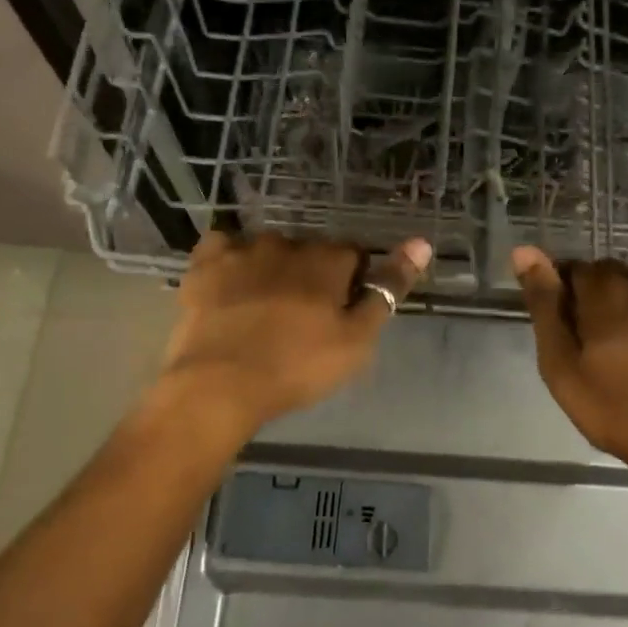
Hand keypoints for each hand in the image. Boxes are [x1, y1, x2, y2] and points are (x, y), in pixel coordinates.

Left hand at [160, 231, 430, 431]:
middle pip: (309, 251)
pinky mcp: (204, 265)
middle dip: (310, 275)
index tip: (342, 310)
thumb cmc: (298, 366)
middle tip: (302, 317)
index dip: (351, 281)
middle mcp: (287, 244)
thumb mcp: (358, 337)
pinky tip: (227, 283)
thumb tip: (422, 243)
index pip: (352, 255)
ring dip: (270, 268)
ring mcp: (242, 251)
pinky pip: (221, 247)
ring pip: (266, 249)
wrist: (221, 383)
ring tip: (262, 306)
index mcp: (327, 259)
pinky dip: (227, 260)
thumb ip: (388, 289)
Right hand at [512, 245, 627, 465]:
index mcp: (607, 292)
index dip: (570, 292)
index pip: (579, 269)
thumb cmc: (615, 410)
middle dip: (606, 293)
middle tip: (604, 335)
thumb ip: (544, 305)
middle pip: (619, 271)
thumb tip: (524, 251)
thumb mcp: (561, 366)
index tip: (571, 322)